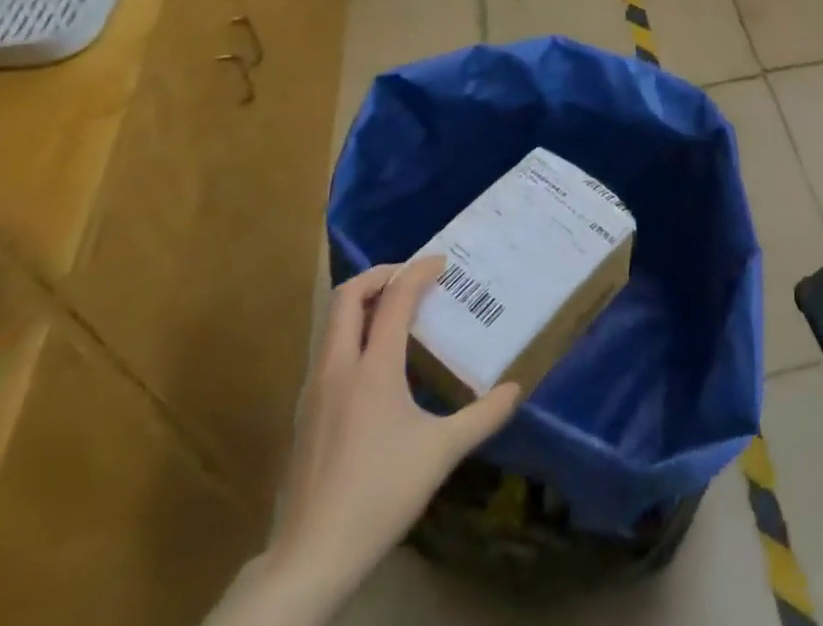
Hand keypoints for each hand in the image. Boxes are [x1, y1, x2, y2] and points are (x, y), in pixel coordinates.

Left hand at [261, 259, 521, 615]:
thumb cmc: (380, 495)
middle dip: (379, 275)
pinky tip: (374, 362)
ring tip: (395, 312)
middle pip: (347, 297)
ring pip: (331, 324)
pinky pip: (327, 351)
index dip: (418, 272)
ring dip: (361, 304)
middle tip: (410, 278)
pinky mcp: (305, 413)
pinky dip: (350, 334)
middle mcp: (338, 368)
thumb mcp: (442, 453)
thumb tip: (516, 390)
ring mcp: (314, 390)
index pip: (394, 298)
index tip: (442, 263)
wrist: (311, 559)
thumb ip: (483, 416)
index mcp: (373, 369)